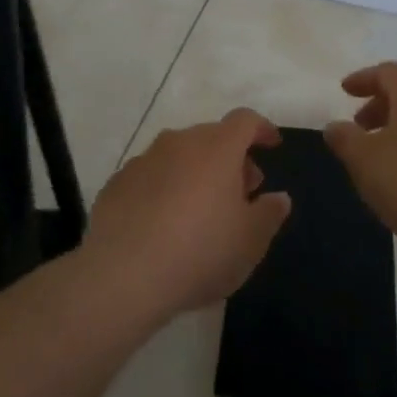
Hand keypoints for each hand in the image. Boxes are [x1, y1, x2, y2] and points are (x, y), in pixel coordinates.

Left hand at [83, 108, 292, 322]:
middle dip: (231, 158)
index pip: (245, 121)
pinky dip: (165, 189)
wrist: (122, 275)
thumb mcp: (250, 241)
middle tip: (242, 192)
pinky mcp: (117, 182)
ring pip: (179, 155)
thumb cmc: (200, 252)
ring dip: (196, 172)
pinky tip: (165, 224)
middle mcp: (179, 142)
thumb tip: (279, 197)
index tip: (272, 145)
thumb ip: (269, 214)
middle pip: (212, 137)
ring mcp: (144, 159)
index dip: (262, 129)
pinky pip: (152, 176)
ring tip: (202, 211)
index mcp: (217, 148)